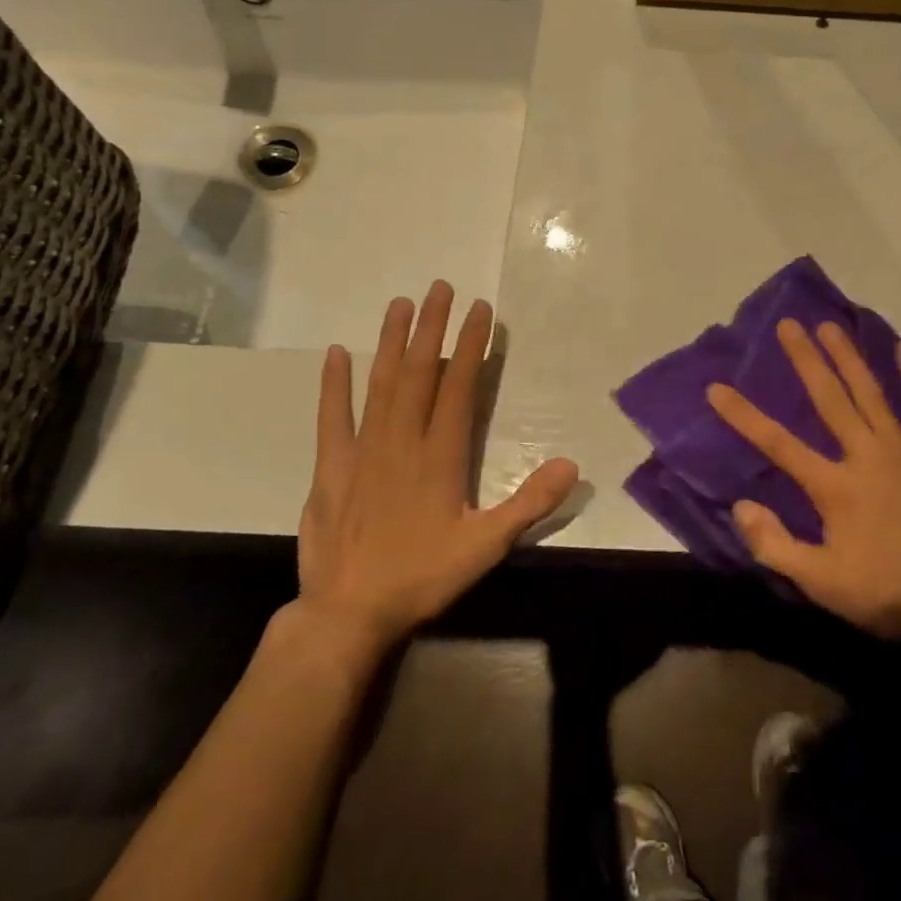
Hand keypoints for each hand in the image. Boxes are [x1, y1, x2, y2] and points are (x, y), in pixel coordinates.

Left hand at [291, 282, 578, 666]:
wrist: (348, 613)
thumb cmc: (422, 577)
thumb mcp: (487, 546)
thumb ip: (529, 503)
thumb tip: (570, 465)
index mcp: (440, 455)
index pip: (458, 386)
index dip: (470, 346)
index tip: (479, 310)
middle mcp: (401, 441)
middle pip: (418, 372)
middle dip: (431, 327)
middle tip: (440, 287)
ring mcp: (362, 451)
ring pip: (380, 385)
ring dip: (391, 343)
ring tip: (400, 304)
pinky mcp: (331, 468)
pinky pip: (332, 418)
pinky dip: (334, 385)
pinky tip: (337, 354)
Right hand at [707, 320, 900, 654]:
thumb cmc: (889, 592)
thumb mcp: (822, 582)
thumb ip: (775, 545)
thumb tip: (740, 506)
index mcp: (834, 486)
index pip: (778, 444)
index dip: (743, 416)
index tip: (716, 388)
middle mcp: (866, 454)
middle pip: (829, 399)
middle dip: (805, 360)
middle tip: (787, 325)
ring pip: (870, 392)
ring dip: (848, 357)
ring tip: (829, 325)